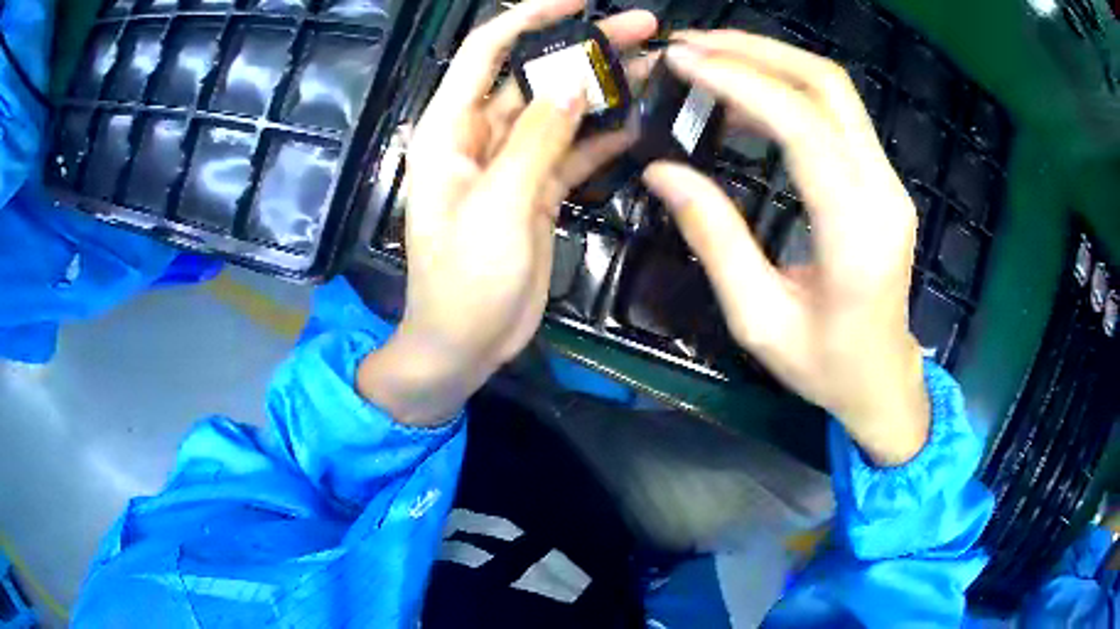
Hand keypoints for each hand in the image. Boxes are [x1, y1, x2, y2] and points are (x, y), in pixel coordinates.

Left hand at [358, 0, 657, 425]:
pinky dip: (602, 135)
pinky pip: (572, 149)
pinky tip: (638, 121)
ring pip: (559, 109)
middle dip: (584, 47)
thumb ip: (534, 140)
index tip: (578, 1)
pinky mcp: (535, 189)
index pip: (485, 51)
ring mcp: (511, 162)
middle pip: (534, 75)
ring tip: (655, 65)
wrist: (464, 344)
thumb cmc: (464, 284)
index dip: (528, 17)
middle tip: (644, 29)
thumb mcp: (496, 208)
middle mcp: (479, 136)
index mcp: (450, 131)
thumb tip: (572, 83)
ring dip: (602, 88)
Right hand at [642, 31, 928, 465]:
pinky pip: (836, 116)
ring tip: (709, 60)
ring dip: (771, 62)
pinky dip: (787, 92)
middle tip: (691, 44)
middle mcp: (883, 192)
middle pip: (828, 86)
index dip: (739, 82)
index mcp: (856, 234)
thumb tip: (662, 171)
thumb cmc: (825, 367)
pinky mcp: (882, 180)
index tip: (681, 62)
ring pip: (835, 91)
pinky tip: (745, 100)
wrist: (883, 381)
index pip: (802, 127)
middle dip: (755, 51)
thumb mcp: (758, 320)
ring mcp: (889, 182)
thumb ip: (715, 238)